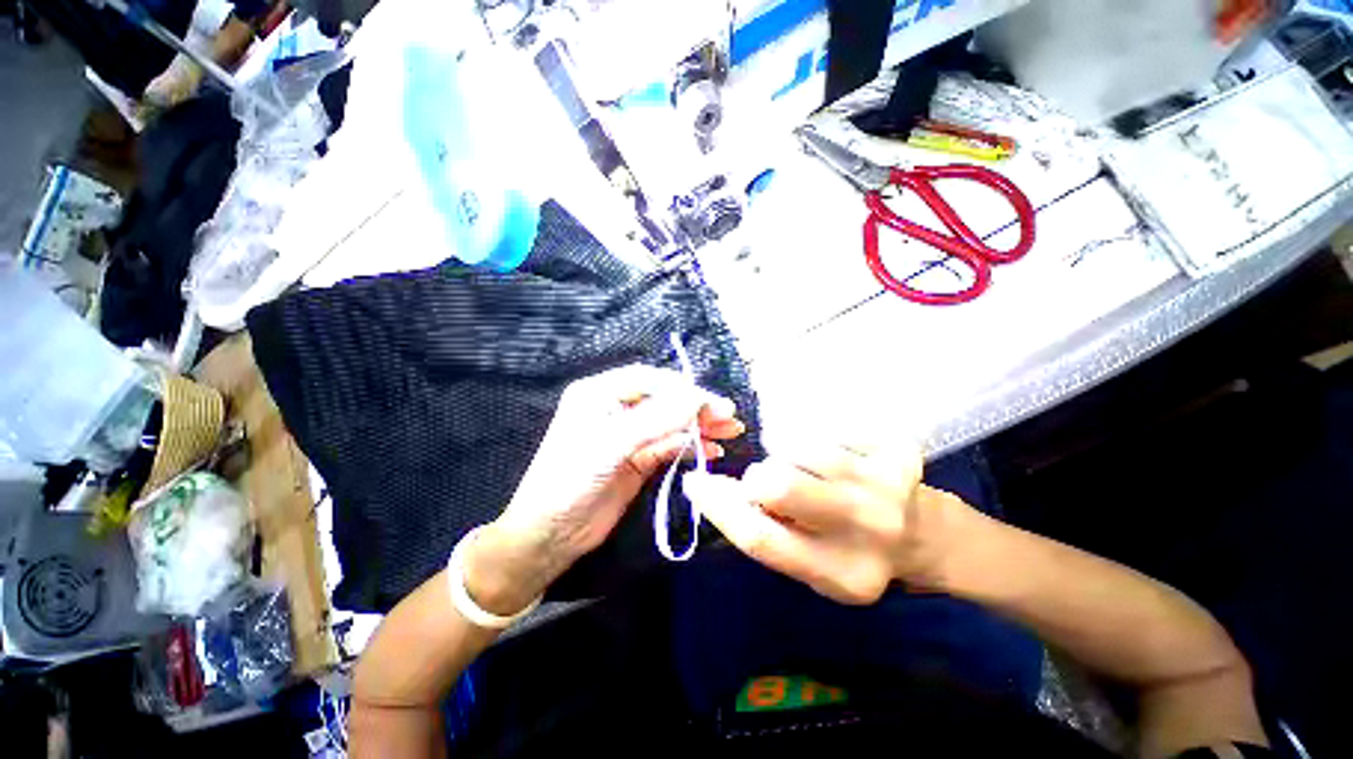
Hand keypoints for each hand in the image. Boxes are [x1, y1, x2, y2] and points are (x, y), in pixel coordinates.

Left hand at [465, 364, 743, 613]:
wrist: (550, 536)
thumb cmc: (570, 481)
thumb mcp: (611, 445)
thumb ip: (656, 420)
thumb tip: (699, 398)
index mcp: (599, 392)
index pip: (649, 380)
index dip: (682, 388)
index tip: (712, 403)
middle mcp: (615, 407)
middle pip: (664, 400)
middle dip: (696, 407)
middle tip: (730, 417)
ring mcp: (628, 434)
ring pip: (671, 423)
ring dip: (700, 426)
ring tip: (731, 431)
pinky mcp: (638, 458)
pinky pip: (670, 446)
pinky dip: (691, 446)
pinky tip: (713, 450)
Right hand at [684, 438, 968, 604]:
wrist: (929, 536)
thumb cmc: (857, 554)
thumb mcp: (812, 567)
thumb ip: (768, 534)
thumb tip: (717, 492)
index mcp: (841, 574)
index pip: (761, 538)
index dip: (719, 507)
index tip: (696, 483)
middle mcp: (866, 529)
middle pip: (778, 482)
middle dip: (758, 478)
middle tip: (766, 482)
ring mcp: (885, 483)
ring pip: (798, 446)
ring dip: (786, 455)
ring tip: (805, 469)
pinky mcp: (895, 449)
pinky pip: (824, 428)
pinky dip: (812, 440)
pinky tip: (833, 458)